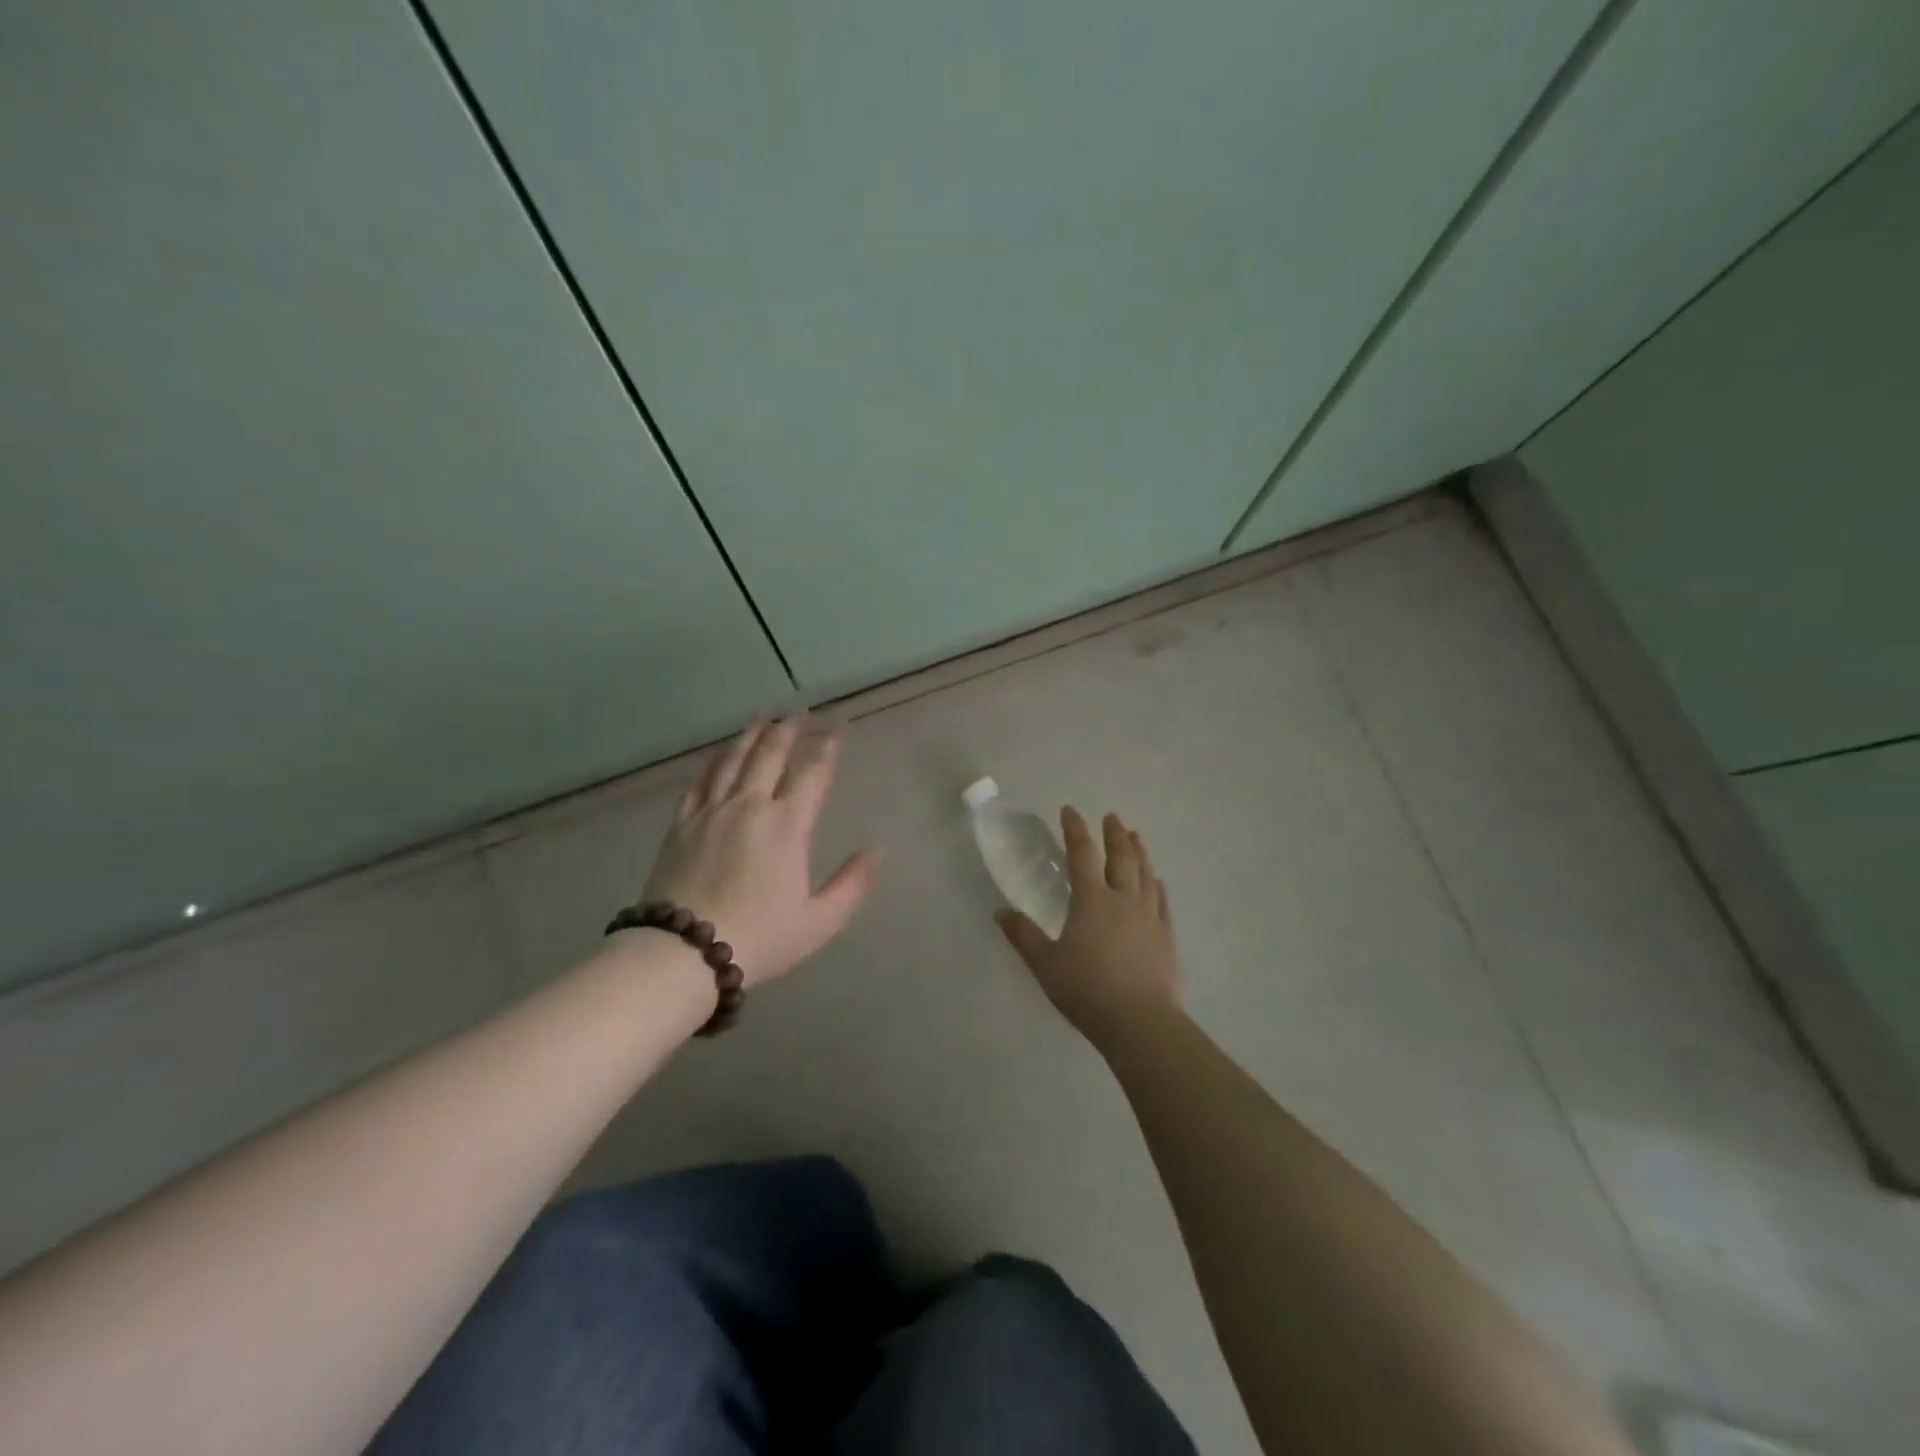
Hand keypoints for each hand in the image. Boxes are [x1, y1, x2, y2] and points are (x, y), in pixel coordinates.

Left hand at [640, 716, 879, 987]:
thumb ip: (852, 884)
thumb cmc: (759, 938)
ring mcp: (712, 810)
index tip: (840, 727)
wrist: (682, 953)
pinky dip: (716, 758)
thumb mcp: (819, 922)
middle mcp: (751, 805)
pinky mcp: (682, 822)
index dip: (830, 746)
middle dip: (792, 728)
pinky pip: (701, 779)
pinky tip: (722, 750)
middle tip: (803, 711)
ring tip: (766, 715)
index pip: (814, 771)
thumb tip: (875, 851)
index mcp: (788, 826)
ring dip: (754, 733)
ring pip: (736, 758)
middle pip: (773, 753)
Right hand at [995, 807, 1182, 1050]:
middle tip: (1111, 817)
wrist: (1140, 1022)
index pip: (1082, 854)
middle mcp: (1123, 899)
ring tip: (1136, 836)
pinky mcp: (1166, 937)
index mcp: (1091, 900)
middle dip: (1114, 834)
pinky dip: (1157, 885)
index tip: (1070, 810)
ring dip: (1139, 852)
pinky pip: (1162, 901)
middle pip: (1121, 858)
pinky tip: (1157, 881)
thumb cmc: (1087, 990)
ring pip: (1145, 874)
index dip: (1075, 830)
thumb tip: (999, 911)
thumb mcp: (1045, 964)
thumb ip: (1023, 935)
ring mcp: (1149, 917)